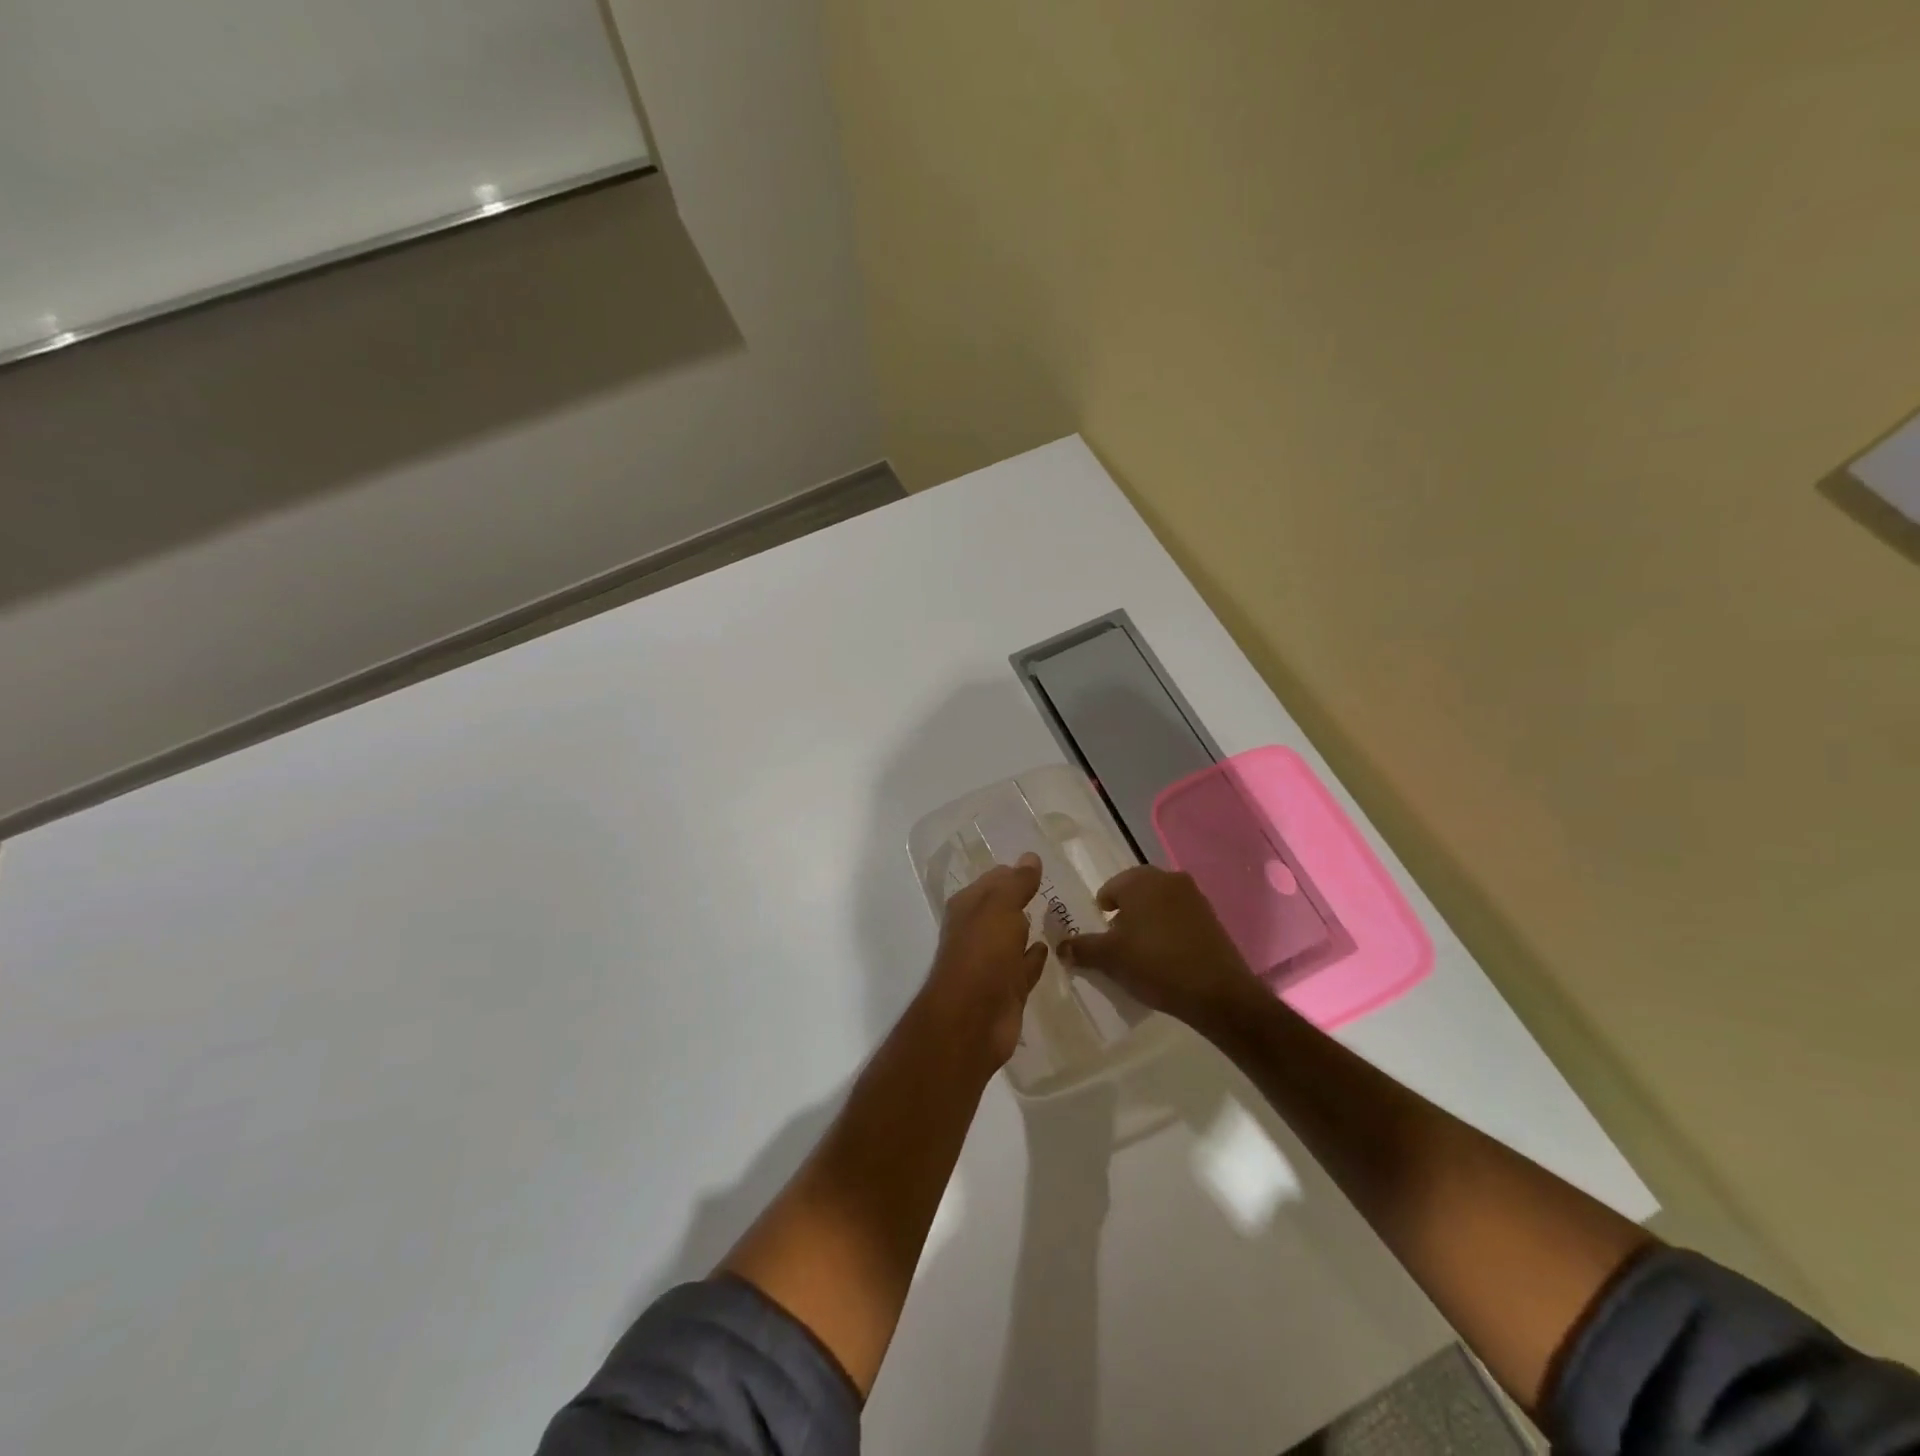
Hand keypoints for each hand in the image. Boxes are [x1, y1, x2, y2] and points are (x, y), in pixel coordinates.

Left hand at [923, 853, 1048, 1067]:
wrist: (973, 1019)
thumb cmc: (982, 953)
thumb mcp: (1000, 907)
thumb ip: (1017, 882)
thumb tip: (1030, 856)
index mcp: (968, 907)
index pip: (992, 880)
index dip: (1012, 872)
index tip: (1037, 865)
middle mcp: (975, 932)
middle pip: (1001, 909)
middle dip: (1020, 899)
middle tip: (1050, 887)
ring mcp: (990, 963)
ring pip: (1012, 938)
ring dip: (1027, 928)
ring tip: (1053, 915)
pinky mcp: (1006, 990)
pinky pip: (1023, 967)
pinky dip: (1033, 957)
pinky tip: (1048, 949)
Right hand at [1061, 866, 1259, 1028]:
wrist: (1217, 992)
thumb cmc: (1155, 964)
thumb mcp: (1110, 958)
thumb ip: (1082, 948)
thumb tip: (1061, 947)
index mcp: (1140, 880)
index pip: (1110, 888)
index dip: (1102, 911)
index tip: (1101, 934)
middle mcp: (1168, 879)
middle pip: (1136, 892)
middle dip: (1125, 913)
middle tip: (1118, 942)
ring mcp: (1194, 896)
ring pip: (1159, 903)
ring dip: (1147, 920)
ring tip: (1142, 951)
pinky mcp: (1211, 917)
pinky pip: (1179, 917)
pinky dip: (1168, 930)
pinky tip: (1166, 956)